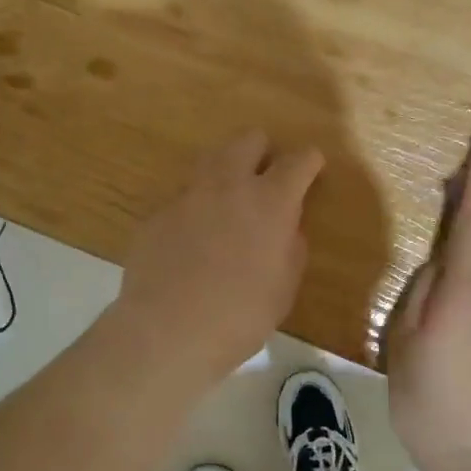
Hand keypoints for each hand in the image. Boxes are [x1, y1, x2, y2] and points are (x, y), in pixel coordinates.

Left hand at [107, 129, 323, 394]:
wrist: (165, 331)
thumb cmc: (239, 317)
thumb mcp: (284, 288)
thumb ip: (291, 247)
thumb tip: (287, 227)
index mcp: (270, 201)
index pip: (298, 160)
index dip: (309, 161)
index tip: (312, 169)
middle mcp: (229, 184)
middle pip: (250, 139)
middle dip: (264, 152)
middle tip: (267, 181)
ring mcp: (188, 194)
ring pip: (213, 159)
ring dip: (228, 172)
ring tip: (230, 205)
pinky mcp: (158, 211)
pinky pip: (185, 195)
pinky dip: (197, 207)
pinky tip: (194, 239)